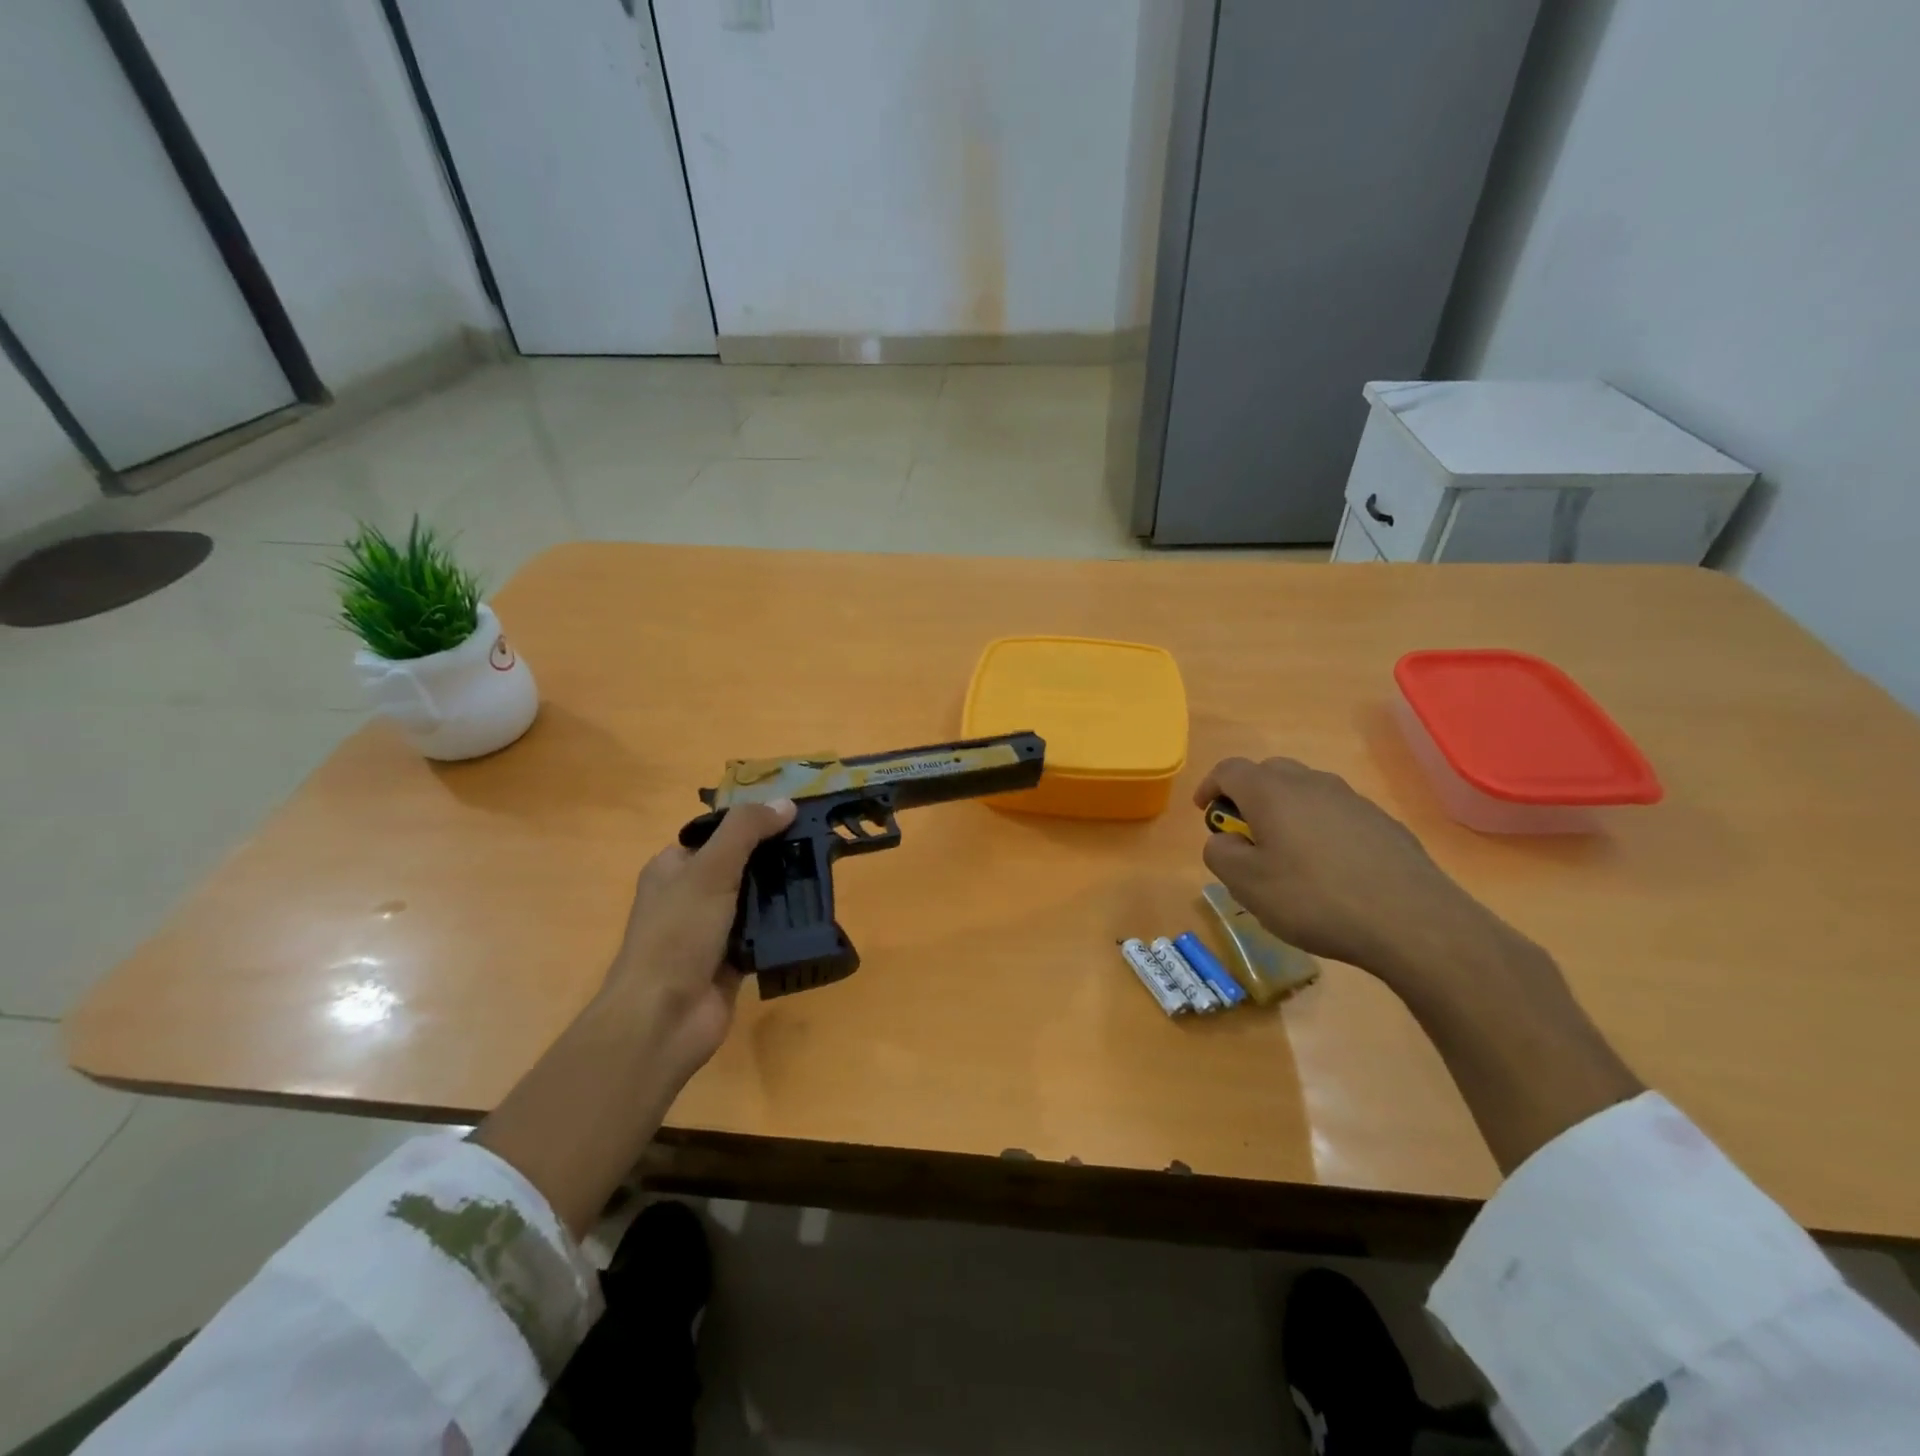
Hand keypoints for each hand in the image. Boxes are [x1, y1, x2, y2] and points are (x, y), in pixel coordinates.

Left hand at [595, 798, 796, 1092]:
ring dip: (781, 892)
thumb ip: (746, 831)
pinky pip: (762, 934)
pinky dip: (781, 927)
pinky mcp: (730, 961)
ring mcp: (709, 931)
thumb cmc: (678, 934)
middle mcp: (689, 896)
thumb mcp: (711, 870)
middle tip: (817, 845)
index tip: (793, 817)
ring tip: (823, 874)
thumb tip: (786, 802)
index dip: (752, 823)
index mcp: (673, 868)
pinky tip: (812, 915)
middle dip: (774, 857)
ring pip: (753, 900)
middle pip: (740, 865)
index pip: (717, 834)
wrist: (663, 1018)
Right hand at [1194, 756, 1507, 990]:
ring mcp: (1351, 800)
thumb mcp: (1247, 885)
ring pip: (1305, 791)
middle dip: (1248, 795)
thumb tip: (1223, 840)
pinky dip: (1319, 827)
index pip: (1229, 770)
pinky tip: (1327, 868)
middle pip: (1269, 773)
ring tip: (1285, 852)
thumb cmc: (1314, 899)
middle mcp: (1311, 783)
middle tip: (1243, 832)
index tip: (1204, 812)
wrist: (1411, 921)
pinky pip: (1336, 813)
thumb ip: (1220, 854)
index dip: (1210, 787)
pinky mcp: (1382, 822)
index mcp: (1271, 792)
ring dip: (1285, 811)